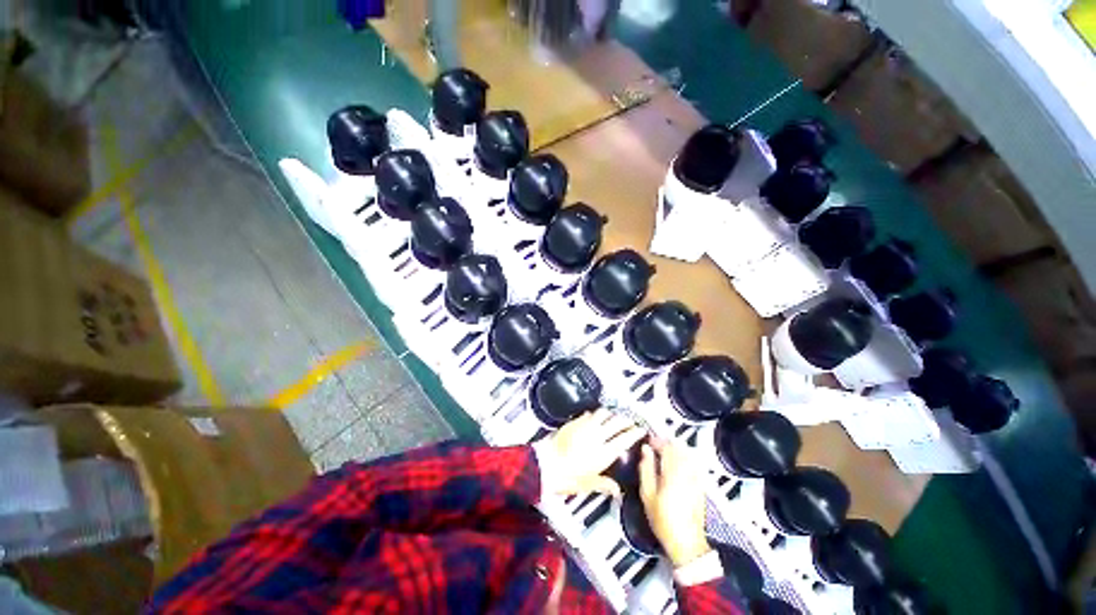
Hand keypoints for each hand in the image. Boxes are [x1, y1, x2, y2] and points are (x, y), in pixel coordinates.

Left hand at [537, 409, 646, 496]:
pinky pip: (589, 413)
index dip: (635, 432)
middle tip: (630, 421)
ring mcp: (585, 426)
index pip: (624, 439)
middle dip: (626, 420)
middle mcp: (597, 436)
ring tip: (615, 416)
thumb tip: (617, 490)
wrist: (546, 464)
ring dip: (611, 414)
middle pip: (616, 422)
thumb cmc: (567, 477)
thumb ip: (604, 484)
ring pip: (603, 413)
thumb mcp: (588, 485)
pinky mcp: (575, 421)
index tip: (641, 429)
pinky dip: (595, 414)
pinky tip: (595, 417)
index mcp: (603, 453)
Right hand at [639, 440, 711, 566]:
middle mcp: (686, 473)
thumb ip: (645, 469)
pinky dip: (684, 457)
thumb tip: (645, 451)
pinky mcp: (700, 485)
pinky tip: (676, 462)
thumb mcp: (647, 494)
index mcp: (672, 473)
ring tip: (664, 451)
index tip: (649, 440)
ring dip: (675, 448)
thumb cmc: (664, 521)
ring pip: (687, 453)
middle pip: (678, 448)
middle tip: (655, 444)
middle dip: (666, 442)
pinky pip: (693, 463)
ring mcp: (696, 478)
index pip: (666, 447)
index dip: (657, 440)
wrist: (686, 543)